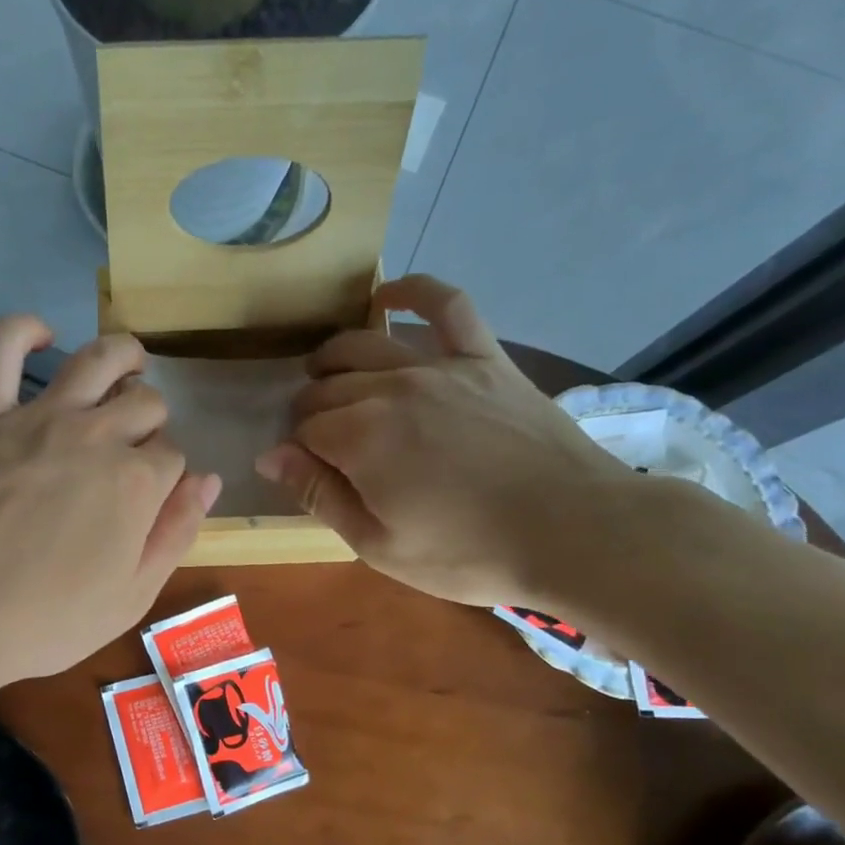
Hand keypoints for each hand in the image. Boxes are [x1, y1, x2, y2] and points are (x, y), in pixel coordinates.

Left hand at [0, 316, 219, 683]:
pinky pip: (0, 351)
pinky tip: (43, 334)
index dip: (168, 476)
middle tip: (135, 448)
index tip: (151, 499)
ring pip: (97, 360)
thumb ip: (177, 533)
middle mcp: (97, 435)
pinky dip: (23, 332)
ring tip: (130, 361)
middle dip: (152, 422)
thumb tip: (209, 480)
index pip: (173, 456)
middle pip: (145, 404)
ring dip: (123, 355)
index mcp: (138, 482)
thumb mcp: (133, 596)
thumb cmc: (47, 620)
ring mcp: (39, 419)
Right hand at [254, 276, 630, 608]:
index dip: (296, 451)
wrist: (574, 531)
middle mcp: (391, 389)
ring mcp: (440, 367)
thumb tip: (269, 456)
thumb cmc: (469, 552)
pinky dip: (413, 292)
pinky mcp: (485, 358)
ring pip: (366, 345)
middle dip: (309, 411)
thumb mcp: (379, 546)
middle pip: (328, 387)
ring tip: (324, 374)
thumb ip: (320, 496)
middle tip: (317, 439)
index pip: (304, 431)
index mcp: (360, 439)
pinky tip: (386, 296)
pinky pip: (447, 306)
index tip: (305, 471)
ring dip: (333, 359)